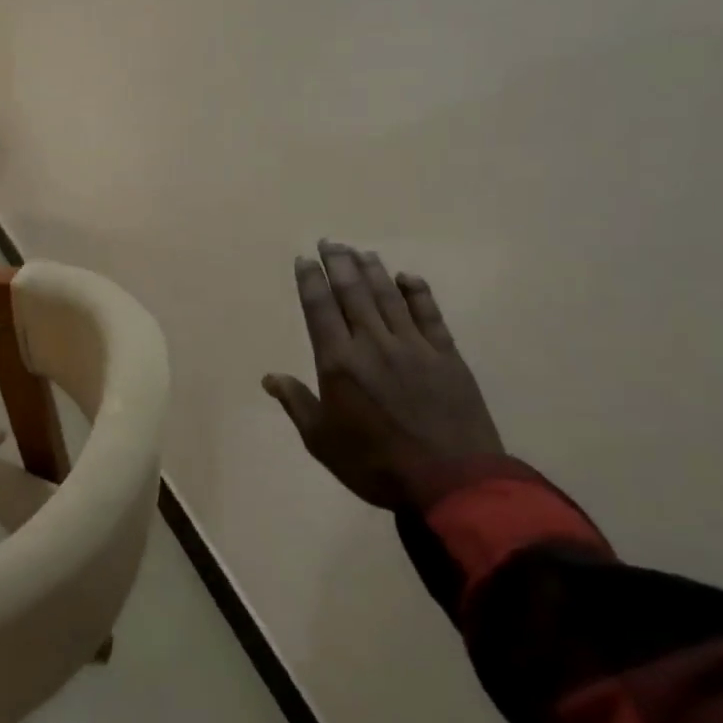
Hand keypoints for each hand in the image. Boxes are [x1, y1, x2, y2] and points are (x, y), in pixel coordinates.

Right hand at [264, 242, 502, 510]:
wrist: (452, 480)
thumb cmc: (375, 463)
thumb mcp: (322, 441)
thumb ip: (297, 404)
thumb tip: (270, 377)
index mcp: (338, 362)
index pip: (320, 310)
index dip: (311, 281)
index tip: (304, 259)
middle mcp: (373, 344)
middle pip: (353, 293)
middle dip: (339, 264)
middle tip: (329, 242)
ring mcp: (413, 346)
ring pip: (388, 297)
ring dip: (373, 271)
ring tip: (360, 251)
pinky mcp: (446, 355)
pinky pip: (429, 314)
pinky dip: (417, 292)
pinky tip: (407, 277)